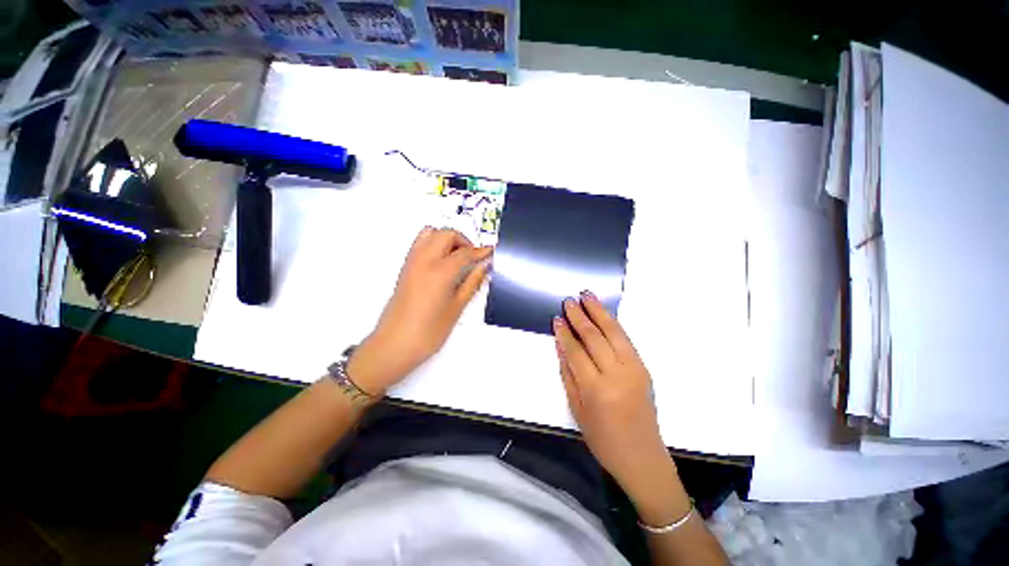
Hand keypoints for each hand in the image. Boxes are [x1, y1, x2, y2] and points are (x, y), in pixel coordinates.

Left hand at [348, 227, 491, 394]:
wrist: (395, 344)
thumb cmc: (429, 331)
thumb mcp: (457, 308)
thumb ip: (472, 283)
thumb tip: (484, 267)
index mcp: (440, 271)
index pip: (464, 252)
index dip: (480, 251)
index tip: (490, 251)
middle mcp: (424, 260)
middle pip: (445, 234)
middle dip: (463, 240)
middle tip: (472, 257)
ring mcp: (411, 261)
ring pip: (430, 233)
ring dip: (446, 238)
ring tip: (457, 256)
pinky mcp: (404, 267)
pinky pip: (420, 243)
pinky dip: (433, 243)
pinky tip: (442, 262)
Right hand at [553, 291, 677, 499]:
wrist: (642, 457)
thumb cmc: (603, 439)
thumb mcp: (576, 409)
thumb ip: (568, 374)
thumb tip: (561, 345)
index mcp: (596, 390)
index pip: (576, 352)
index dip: (565, 333)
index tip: (557, 318)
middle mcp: (617, 375)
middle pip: (595, 337)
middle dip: (580, 316)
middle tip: (569, 301)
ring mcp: (634, 369)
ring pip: (614, 332)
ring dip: (599, 311)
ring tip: (587, 296)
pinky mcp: (644, 368)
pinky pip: (626, 339)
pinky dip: (613, 323)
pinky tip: (604, 313)